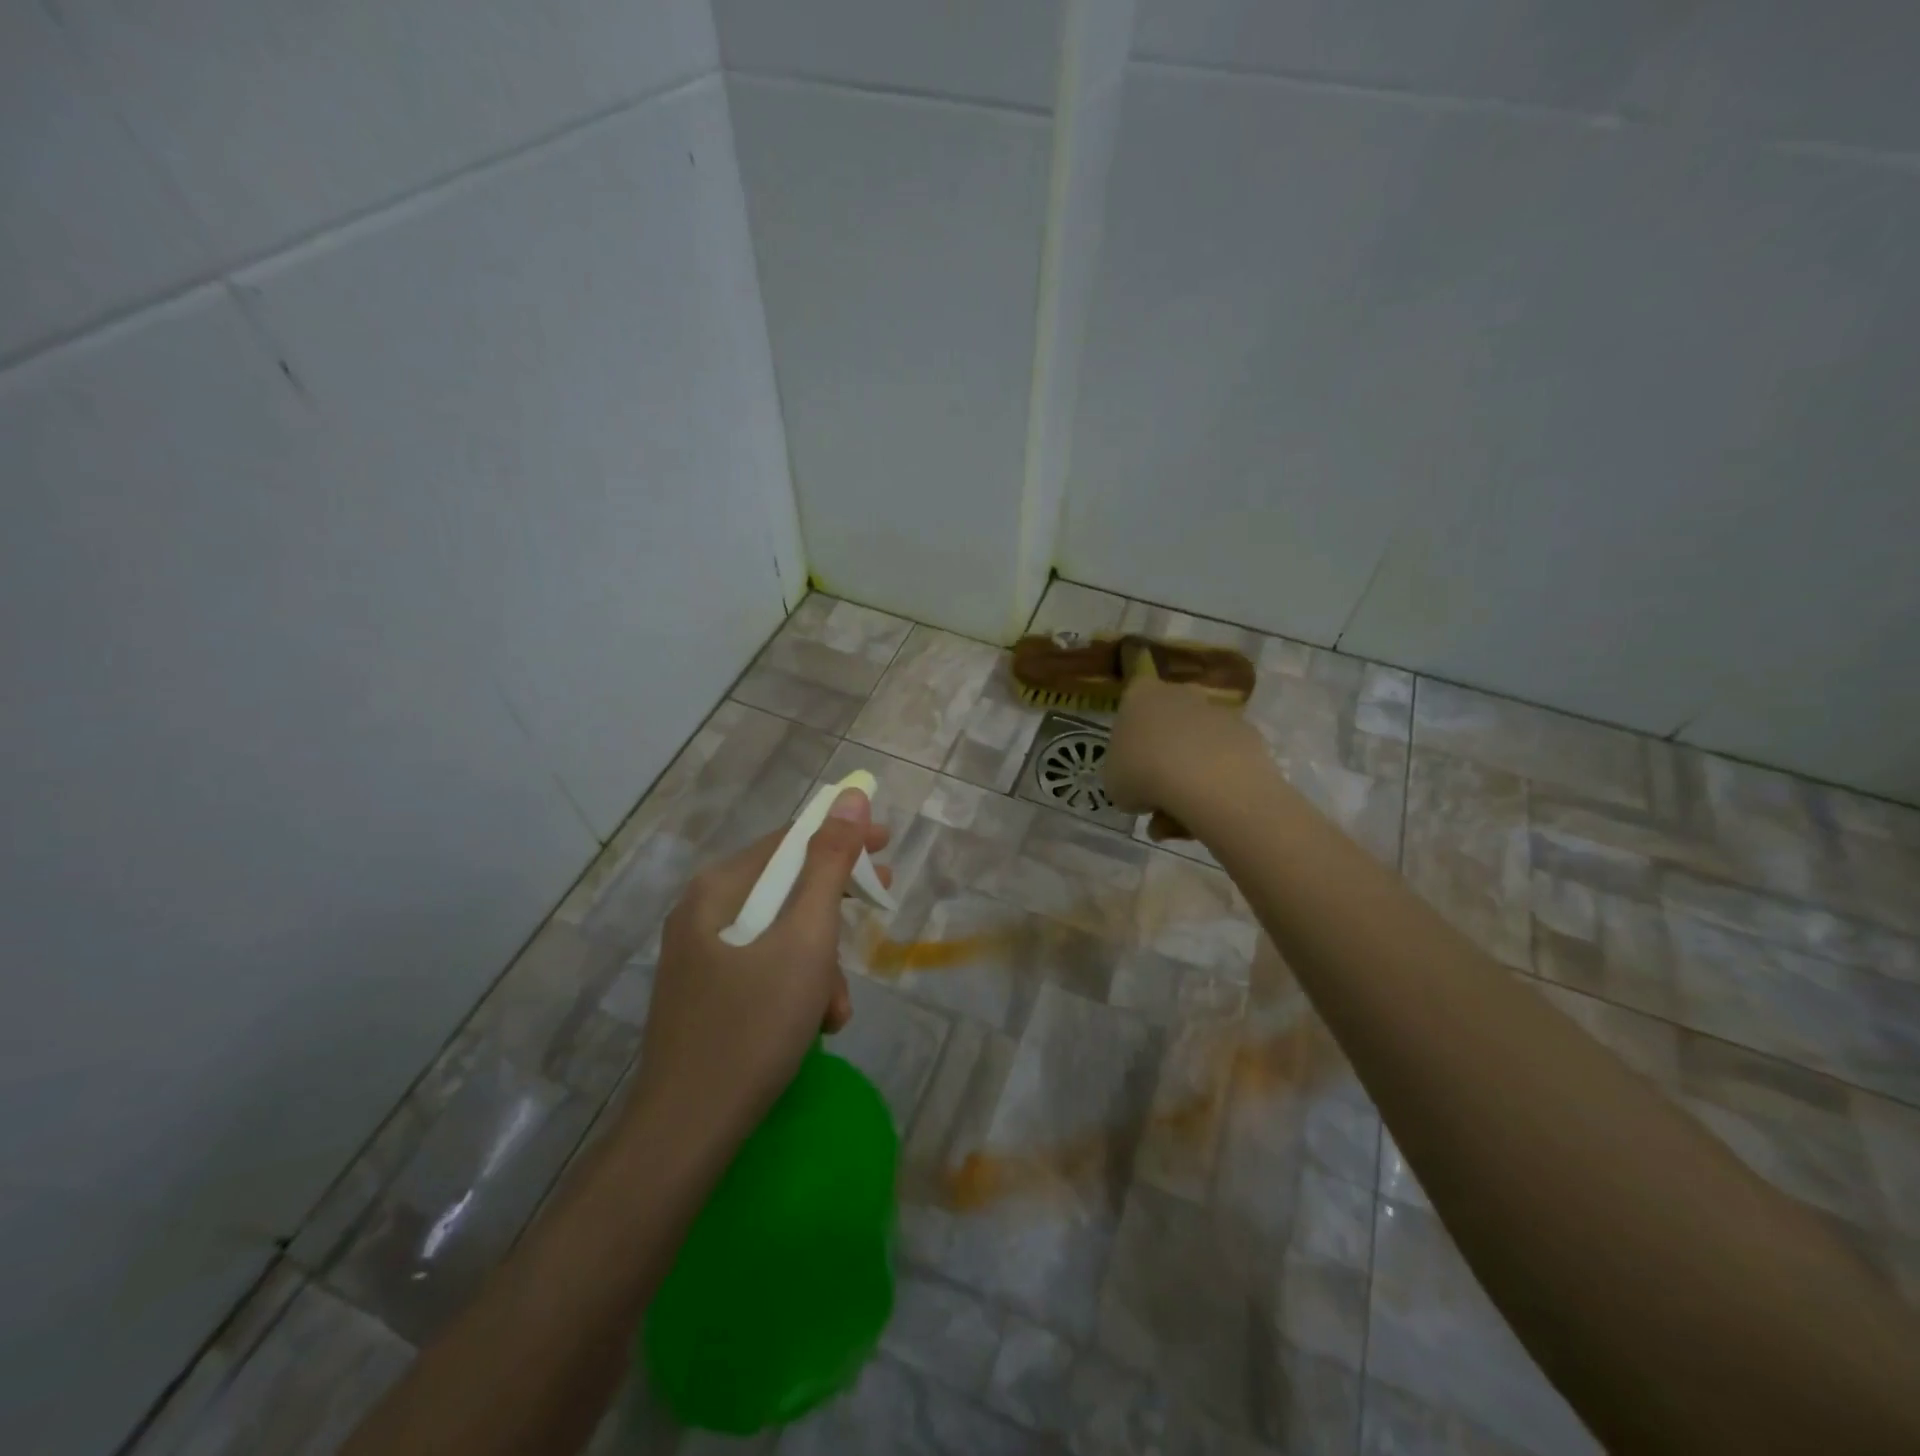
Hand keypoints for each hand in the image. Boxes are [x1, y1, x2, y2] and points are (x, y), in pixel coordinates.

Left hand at [631, 789, 890, 1141]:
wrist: (686, 1133)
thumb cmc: (753, 1026)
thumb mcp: (805, 939)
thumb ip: (830, 865)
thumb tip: (850, 797)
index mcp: (718, 890)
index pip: (789, 841)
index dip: (841, 836)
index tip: (887, 843)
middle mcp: (702, 913)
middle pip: (784, 887)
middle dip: (835, 905)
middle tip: (881, 903)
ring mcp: (701, 957)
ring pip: (779, 935)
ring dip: (819, 962)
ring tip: (836, 1008)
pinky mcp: (707, 995)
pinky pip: (763, 969)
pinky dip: (796, 987)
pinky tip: (814, 1026)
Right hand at [1103, 673, 1266, 827]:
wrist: (1206, 781)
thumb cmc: (1142, 773)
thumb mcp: (1113, 782)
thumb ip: (1123, 775)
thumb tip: (1139, 785)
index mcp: (1140, 695)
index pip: (1131, 705)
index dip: (1130, 738)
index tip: (1130, 767)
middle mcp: (1180, 693)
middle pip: (1168, 726)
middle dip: (1163, 759)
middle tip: (1155, 798)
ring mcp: (1218, 712)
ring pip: (1197, 747)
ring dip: (1188, 779)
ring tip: (1180, 820)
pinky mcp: (1248, 735)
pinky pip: (1224, 761)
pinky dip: (1216, 785)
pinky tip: (1207, 812)